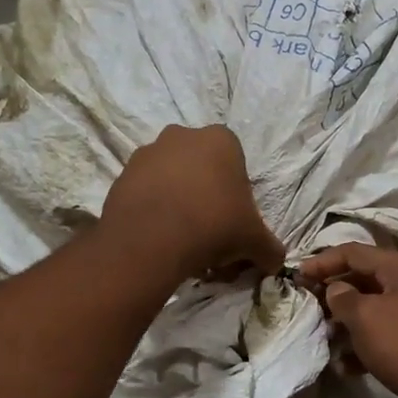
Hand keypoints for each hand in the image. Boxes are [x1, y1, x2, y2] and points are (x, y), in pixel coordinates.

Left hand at [102, 125, 284, 282]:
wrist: (151, 241)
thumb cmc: (214, 226)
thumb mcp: (255, 241)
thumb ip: (270, 249)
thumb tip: (276, 261)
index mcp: (220, 140)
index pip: (236, 164)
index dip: (237, 196)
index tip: (234, 222)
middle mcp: (181, 136)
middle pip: (201, 170)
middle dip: (207, 198)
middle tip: (210, 235)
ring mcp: (147, 153)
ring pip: (172, 181)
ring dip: (179, 205)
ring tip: (182, 242)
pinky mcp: (121, 176)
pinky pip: (145, 194)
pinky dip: (154, 212)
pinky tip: (160, 240)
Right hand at [296, 243, 397, 397]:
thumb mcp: (365, 318)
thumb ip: (342, 297)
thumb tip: (336, 290)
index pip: (353, 252)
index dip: (321, 262)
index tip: (296, 277)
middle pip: (364, 277)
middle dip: (334, 293)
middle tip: (309, 307)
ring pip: (374, 305)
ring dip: (347, 320)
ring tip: (326, 337)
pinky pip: (387, 329)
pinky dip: (366, 340)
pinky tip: (346, 365)